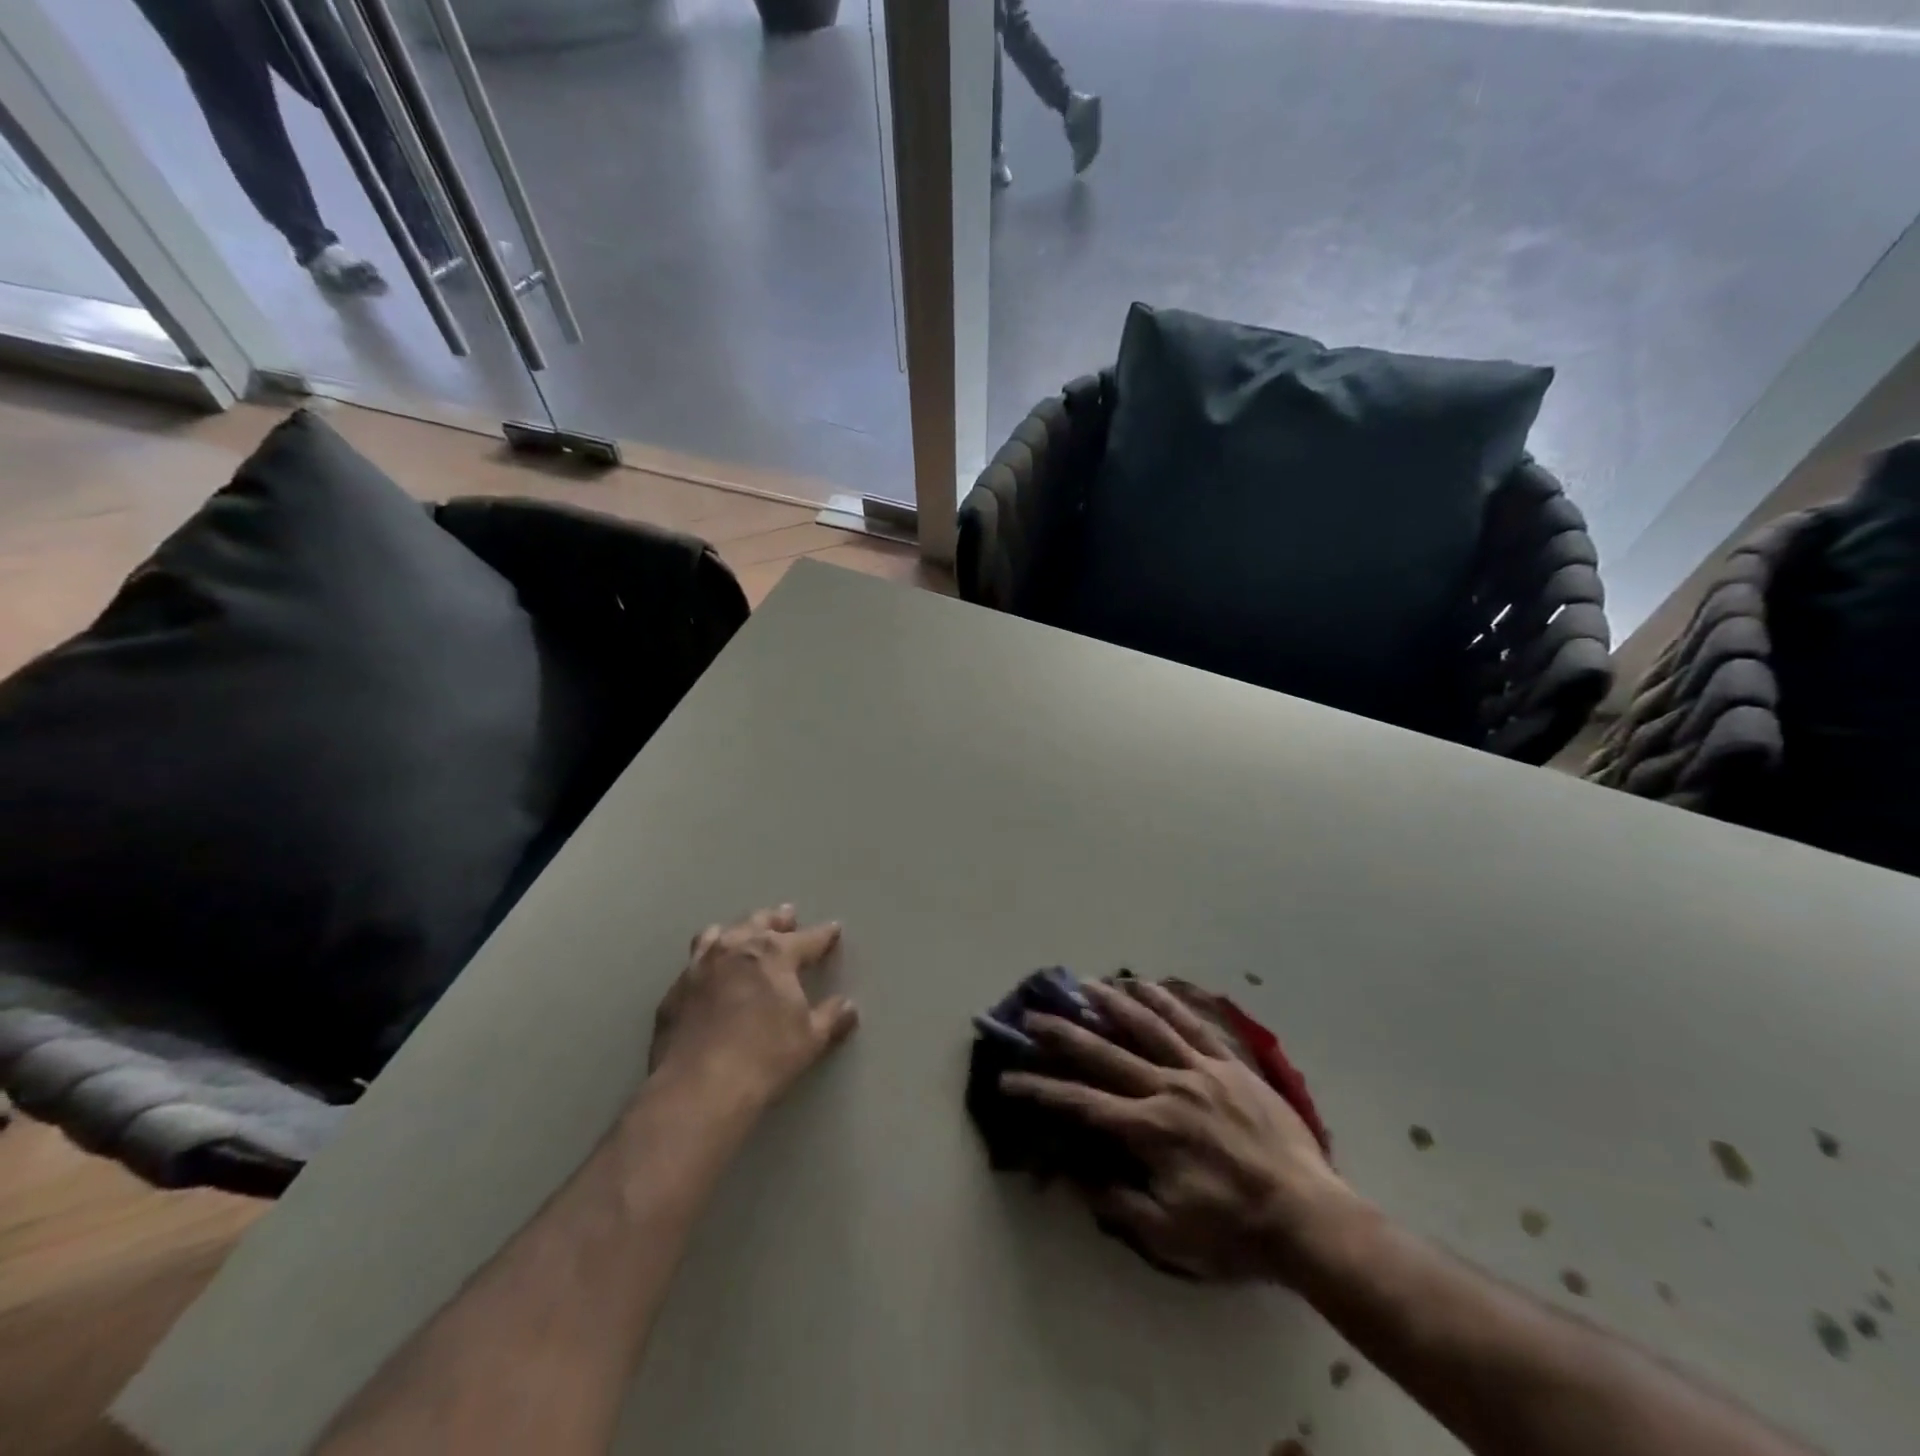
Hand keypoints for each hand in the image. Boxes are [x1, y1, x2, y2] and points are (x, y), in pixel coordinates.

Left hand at [648, 905, 857, 1110]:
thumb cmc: (765, 1058)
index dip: (824, 934)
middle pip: (760, 922)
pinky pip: (694, 964)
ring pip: (718, 934)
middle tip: (787, 916)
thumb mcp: (810, 1040)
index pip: (807, 938)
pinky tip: (710, 976)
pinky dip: (707, 963)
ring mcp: (700, 966)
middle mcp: (736, 948)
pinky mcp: (675, 991)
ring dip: (736, 932)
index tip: (833, 929)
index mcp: (774, 953)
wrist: (698, 1088)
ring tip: (742, 934)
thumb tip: (848, 1007)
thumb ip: (830, 1018)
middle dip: (777, 919)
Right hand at [1003, 979, 1353, 1283]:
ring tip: (1083, 984)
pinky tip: (1145, 984)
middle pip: (1106, 1054)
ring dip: (1111, 1003)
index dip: (1041, 1090)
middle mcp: (1169, 1088)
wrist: (1309, 1218)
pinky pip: (1193, 1024)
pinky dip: (1166, 1001)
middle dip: (1064, 1034)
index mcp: (1150, 1130)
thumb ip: (1119, 1202)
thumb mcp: (1170, 1236)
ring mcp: (1202, 1070)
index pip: (1083, 1103)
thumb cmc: (1236, 1232)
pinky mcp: (1230, 1064)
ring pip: (1148, 1026)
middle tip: (1033, 1014)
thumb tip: (1074, 1175)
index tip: (1009, 1078)